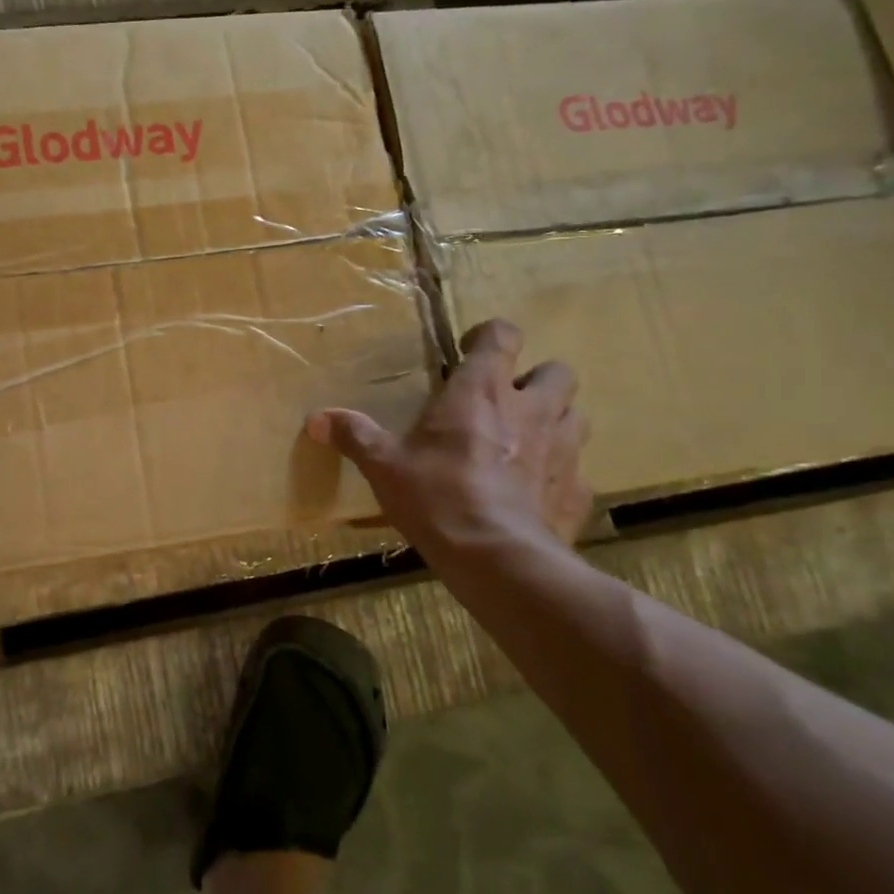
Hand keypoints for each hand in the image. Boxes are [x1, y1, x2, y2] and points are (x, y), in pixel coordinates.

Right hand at [307, 319, 592, 563]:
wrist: (497, 558)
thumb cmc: (436, 497)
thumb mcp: (384, 466)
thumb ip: (354, 436)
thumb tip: (315, 418)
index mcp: (481, 392)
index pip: (503, 335)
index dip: (490, 336)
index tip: (468, 352)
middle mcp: (531, 410)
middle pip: (557, 371)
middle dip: (536, 379)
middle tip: (506, 401)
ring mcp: (563, 450)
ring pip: (576, 415)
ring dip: (556, 421)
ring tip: (527, 441)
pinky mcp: (578, 492)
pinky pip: (577, 472)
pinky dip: (560, 475)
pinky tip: (536, 494)